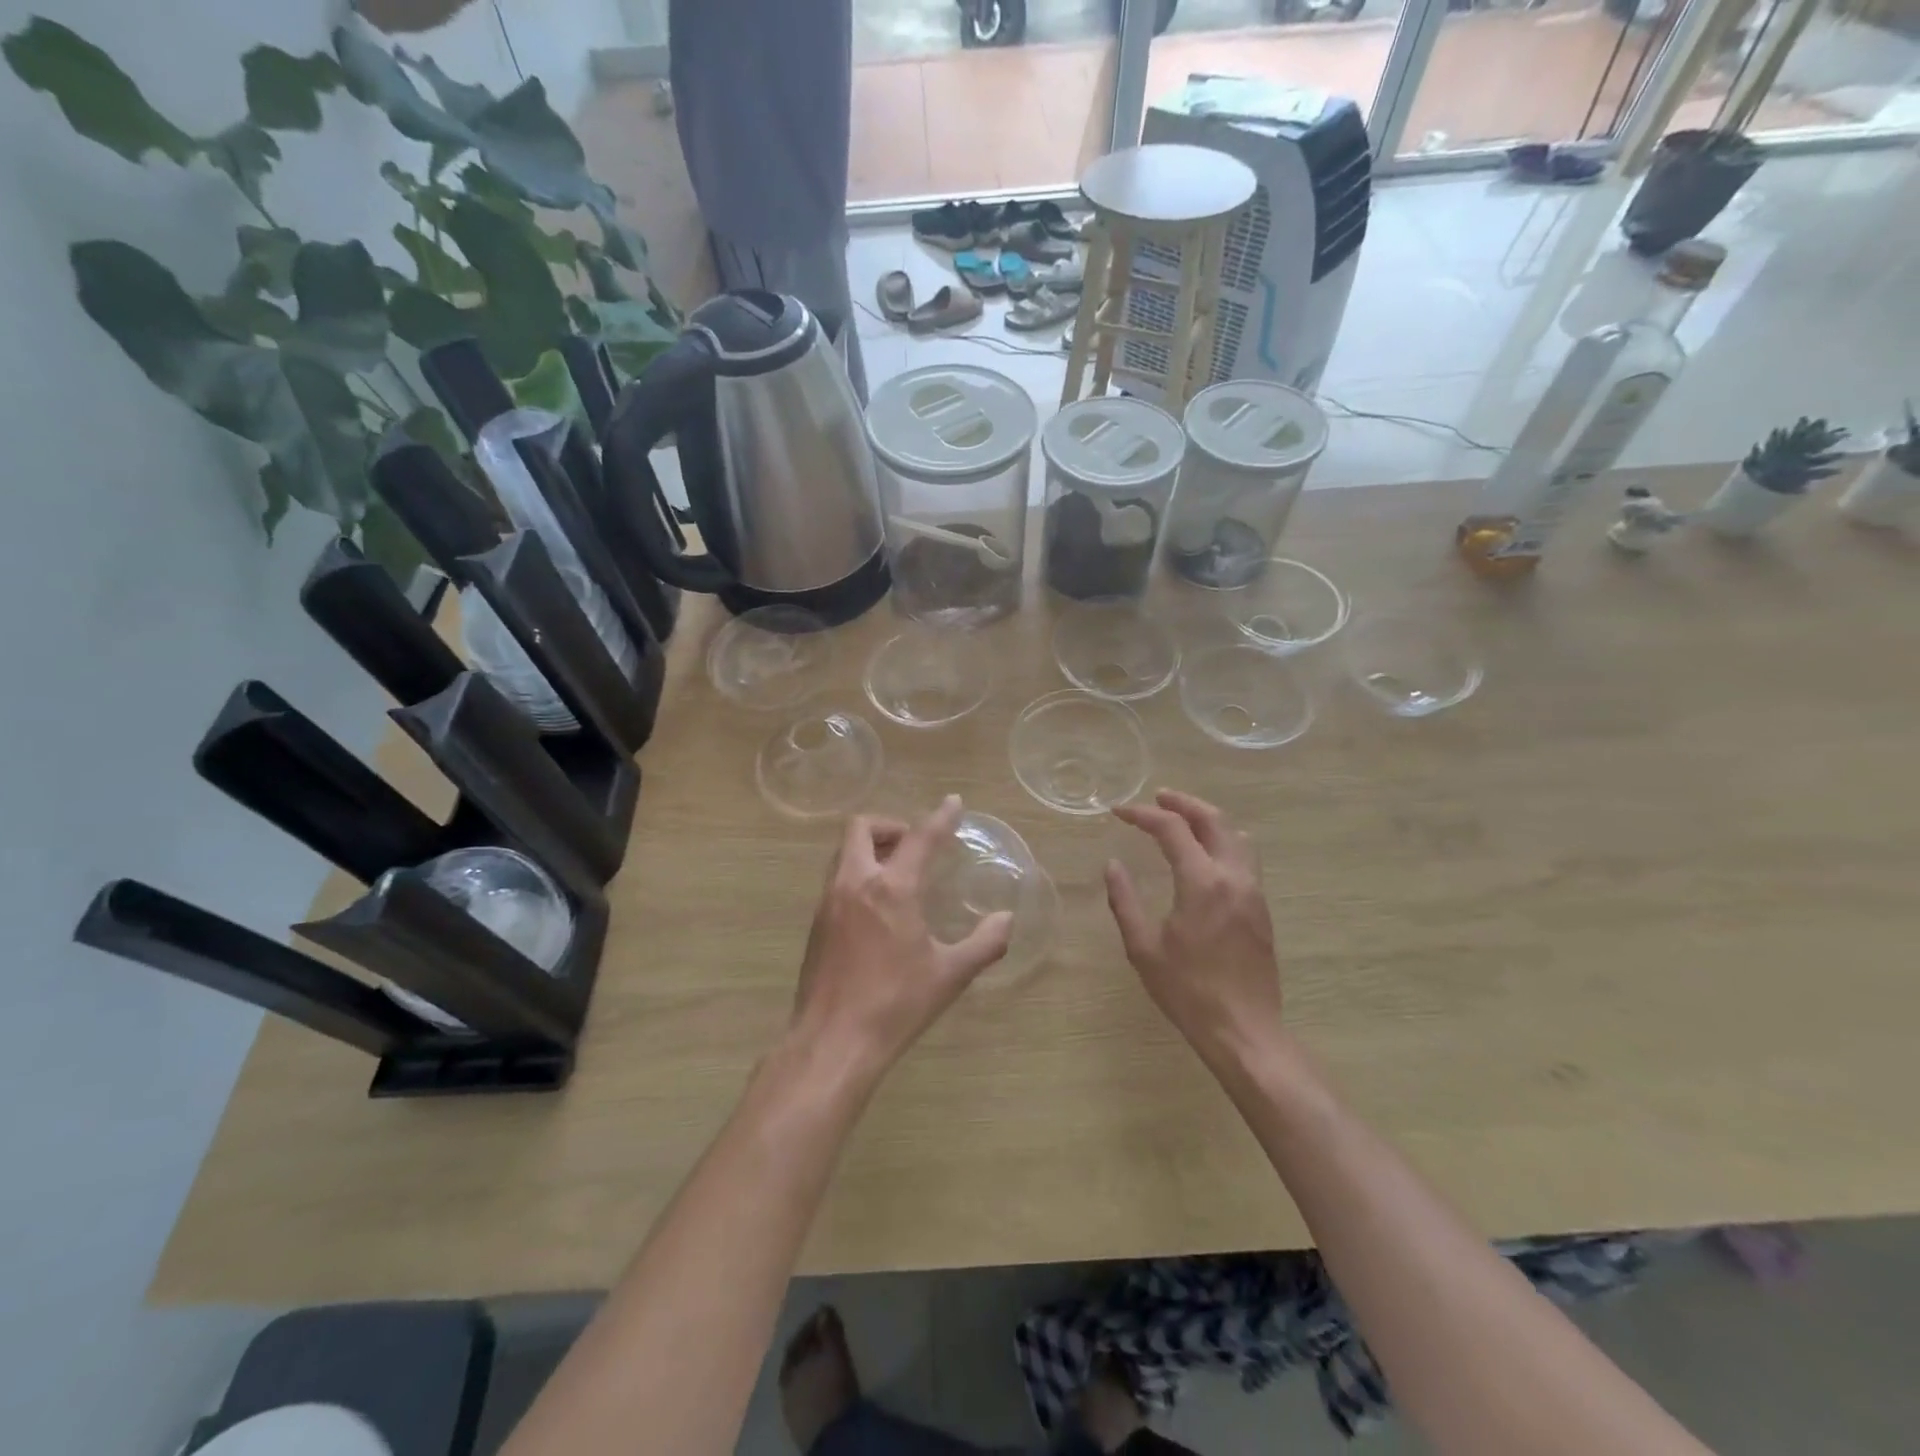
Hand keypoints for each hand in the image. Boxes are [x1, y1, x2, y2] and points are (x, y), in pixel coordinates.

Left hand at [791, 795, 1012, 1082]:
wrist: (833, 1042)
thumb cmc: (896, 1004)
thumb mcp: (951, 975)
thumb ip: (985, 942)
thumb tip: (1006, 919)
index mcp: (891, 888)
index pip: (919, 838)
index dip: (940, 817)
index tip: (953, 802)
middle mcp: (854, 883)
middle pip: (861, 828)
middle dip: (889, 825)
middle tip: (914, 844)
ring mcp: (828, 902)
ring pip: (843, 852)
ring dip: (869, 848)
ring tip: (897, 872)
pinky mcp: (815, 924)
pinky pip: (836, 879)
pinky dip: (857, 873)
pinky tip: (876, 907)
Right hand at [1105, 789, 1282, 1062]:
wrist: (1244, 1030)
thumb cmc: (1187, 991)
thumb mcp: (1143, 947)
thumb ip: (1124, 901)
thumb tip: (1112, 865)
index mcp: (1202, 882)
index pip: (1172, 829)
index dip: (1143, 814)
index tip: (1119, 812)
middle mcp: (1233, 877)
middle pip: (1213, 819)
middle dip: (1183, 803)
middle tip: (1156, 798)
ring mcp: (1253, 891)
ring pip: (1236, 835)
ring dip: (1208, 818)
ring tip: (1182, 819)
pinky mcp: (1261, 908)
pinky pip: (1245, 857)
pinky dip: (1222, 840)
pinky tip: (1204, 855)